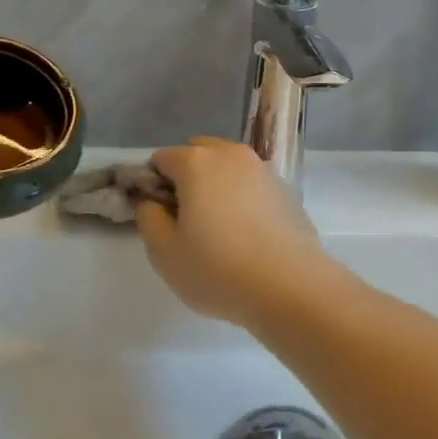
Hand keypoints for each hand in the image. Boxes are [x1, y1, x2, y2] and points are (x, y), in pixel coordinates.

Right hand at [136, 138, 332, 329]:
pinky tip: (247, 233)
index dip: (152, 185)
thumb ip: (148, 218)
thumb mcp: (164, 252)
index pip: (161, 159)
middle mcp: (231, 155)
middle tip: (186, 219)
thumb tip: (152, 201)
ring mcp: (263, 169)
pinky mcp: (286, 189)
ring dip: (217, 184)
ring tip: (218, 226)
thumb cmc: (217, 269)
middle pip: (198, 153)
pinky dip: (243, 197)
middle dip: (186, 177)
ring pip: (229, 166)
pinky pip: (252, 184)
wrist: (289, 285)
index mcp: (197, 162)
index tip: (158, 217)